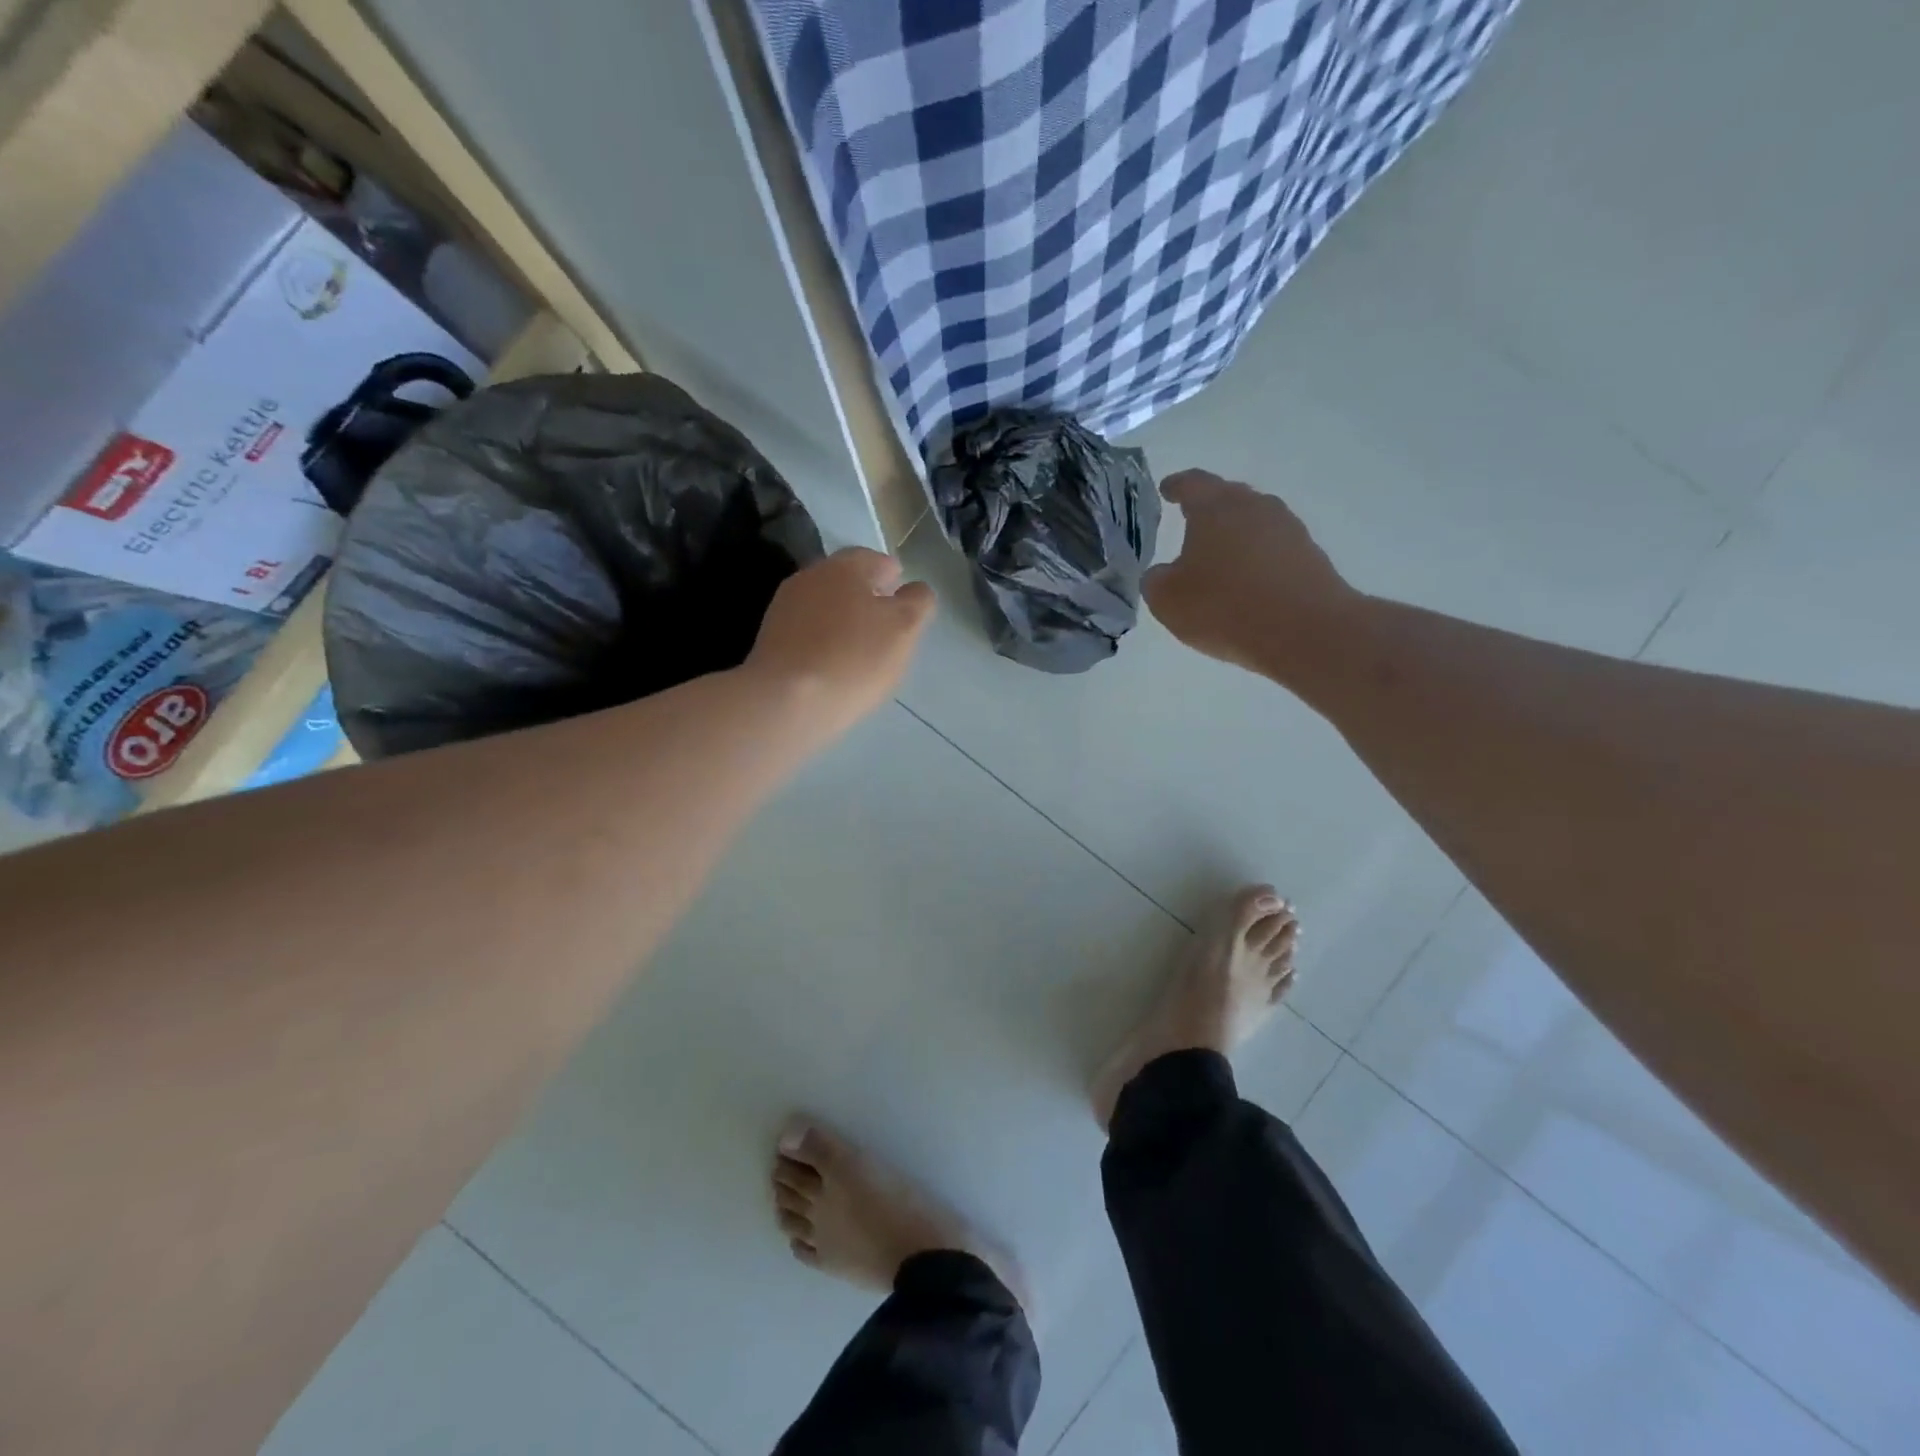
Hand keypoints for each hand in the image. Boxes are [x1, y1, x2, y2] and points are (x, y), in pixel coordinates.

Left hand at [747, 548, 935, 742]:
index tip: (903, 597)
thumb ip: (917, 603)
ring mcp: (783, 608)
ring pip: (823, 606)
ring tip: (861, 648)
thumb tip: (915, 590)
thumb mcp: (904, 629)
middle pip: (845, 581)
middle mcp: (809, 577)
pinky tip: (833, 665)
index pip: (874, 559)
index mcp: (843, 566)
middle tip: (885, 624)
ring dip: (842, 620)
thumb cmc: (854, 658)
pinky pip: (806, 633)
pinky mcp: (770, 640)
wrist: (785, 701)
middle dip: (866, 596)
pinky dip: (822, 641)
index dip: (892, 575)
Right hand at [1144, 470, 1362, 680]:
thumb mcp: (1167, 600)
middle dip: (1209, 508)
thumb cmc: (1225, 607)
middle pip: (1228, 497)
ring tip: (1220, 557)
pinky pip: (1274, 549)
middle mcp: (1255, 507)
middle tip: (1191, 522)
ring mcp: (1288, 529)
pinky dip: (1257, 558)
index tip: (1168, 489)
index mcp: (1215, 507)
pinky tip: (1248, 582)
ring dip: (1236, 535)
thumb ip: (1156, 580)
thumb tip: (1164, 573)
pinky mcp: (1310, 556)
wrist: (1306, 631)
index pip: (1192, 484)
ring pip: (1254, 522)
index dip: (1177, 486)